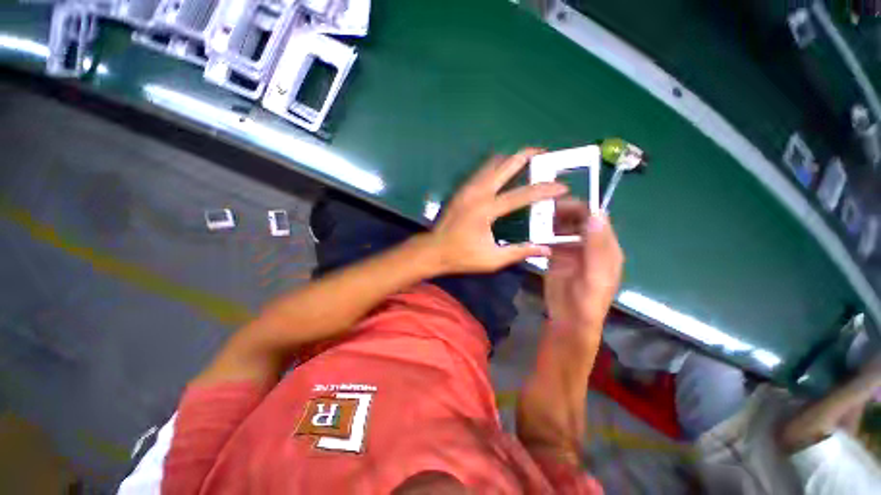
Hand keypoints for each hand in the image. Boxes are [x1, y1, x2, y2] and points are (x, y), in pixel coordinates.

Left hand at [426, 148, 568, 273]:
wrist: (433, 250)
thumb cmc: (462, 256)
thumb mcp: (492, 259)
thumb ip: (519, 252)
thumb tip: (545, 249)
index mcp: (486, 210)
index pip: (521, 195)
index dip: (543, 190)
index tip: (562, 186)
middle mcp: (477, 193)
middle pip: (504, 166)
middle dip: (525, 156)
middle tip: (543, 152)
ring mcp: (467, 189)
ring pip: (490, 164)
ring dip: (509, 159)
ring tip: (525, 159)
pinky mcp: (461, 190)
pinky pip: (481, 171)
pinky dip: (495, 166)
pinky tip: (502, 170)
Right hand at [545, 199, 623, 344]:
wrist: (569, 319)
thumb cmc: (587, 300)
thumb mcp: (596, 273)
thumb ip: (596, 245)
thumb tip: (596, 214)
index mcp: (605, 247)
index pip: (596, 219)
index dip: (582, 208)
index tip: (561, 201)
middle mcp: (589, 244)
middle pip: (578, 220)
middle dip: (563, 212)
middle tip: (543, 208)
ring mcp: (571, 250)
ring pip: (562, 228)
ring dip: (551, 220)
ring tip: (536, 216)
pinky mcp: (556, 256)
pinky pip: (550, 239)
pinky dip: (543, 233)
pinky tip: (534, 230)